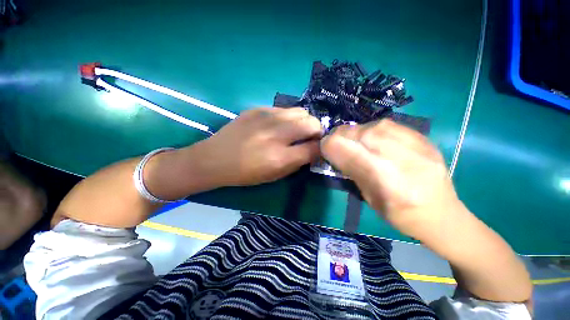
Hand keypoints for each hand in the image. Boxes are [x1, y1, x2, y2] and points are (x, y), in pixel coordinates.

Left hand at [191, 107, 322, 186]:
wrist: (215, 159)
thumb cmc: (245, 174)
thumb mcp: (274, 176)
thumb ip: (297, 163)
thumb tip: (313, 151)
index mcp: (280, 157)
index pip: (314, 148)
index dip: (321, 148)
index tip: (320, 148)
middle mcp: (276, 135)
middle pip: (312, 123)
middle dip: (317, 131)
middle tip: (311, 137)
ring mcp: (266, 118)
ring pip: (300, 111)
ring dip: (304, 121)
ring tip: (297, 129)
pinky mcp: (257, 109)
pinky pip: (283, 109)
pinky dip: (288, 117)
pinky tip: (279, 125)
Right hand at [321, 119, 462, 238]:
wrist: (442, 214)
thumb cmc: (401, 215)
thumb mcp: (369, 198)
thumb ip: (351, 171)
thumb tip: (334, 151)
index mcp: (388, 183)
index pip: (348, 151)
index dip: (330, 146)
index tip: (323, 148)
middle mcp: (404, 160)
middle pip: (359, 134)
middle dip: (340, 136)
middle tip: (334, 142)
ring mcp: (418, 145)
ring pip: (372, 126)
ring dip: (354, 132)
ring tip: (351, 140)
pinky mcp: (424, 138)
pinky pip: (388, 124)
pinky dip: (371, 129)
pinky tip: (370, 137)